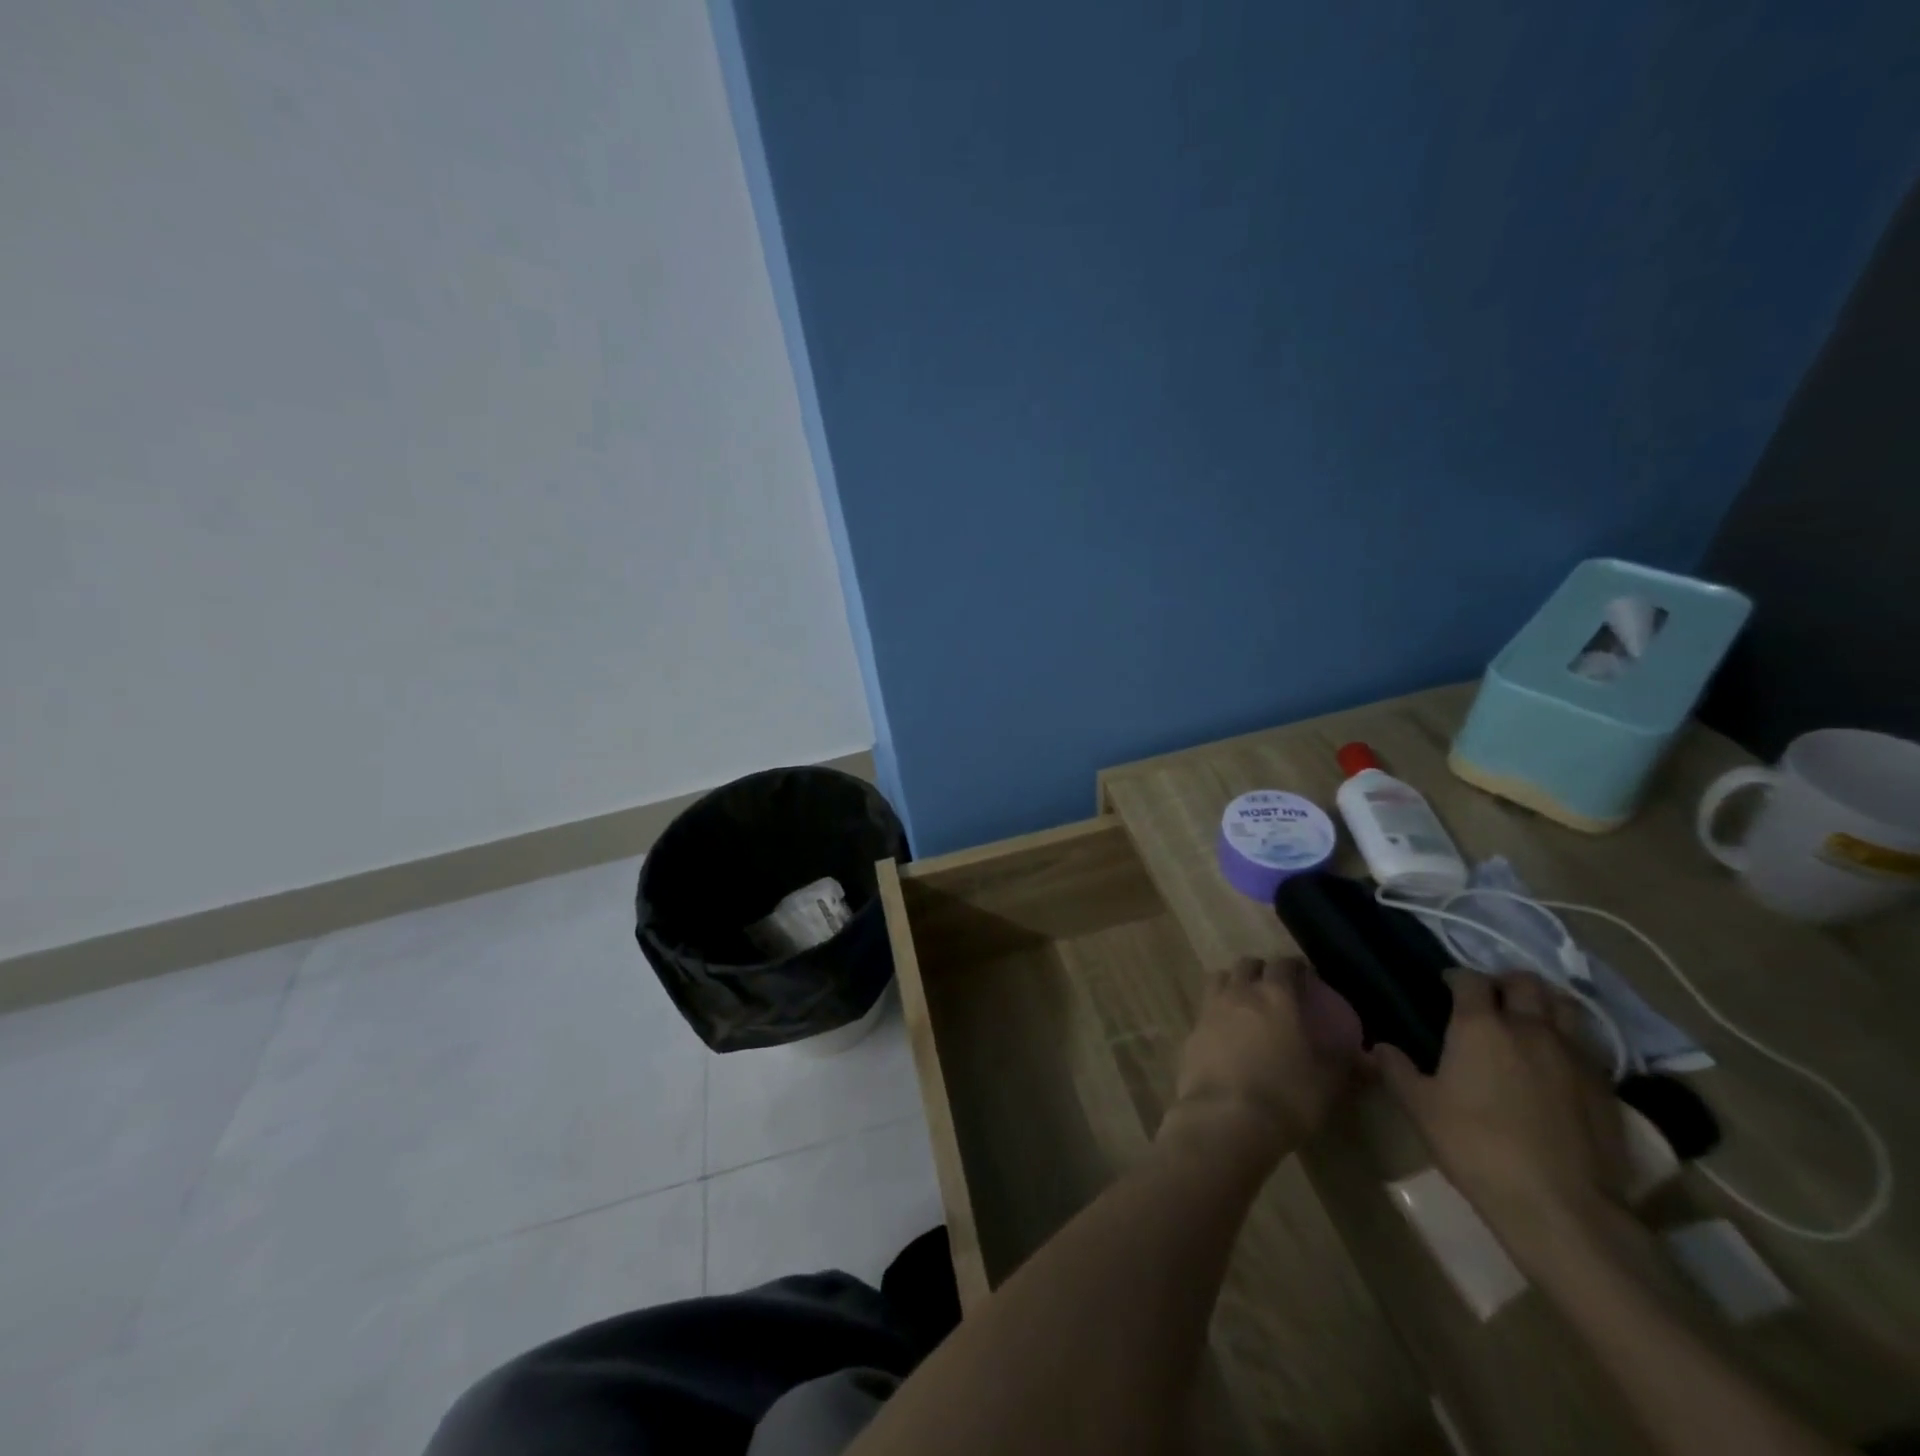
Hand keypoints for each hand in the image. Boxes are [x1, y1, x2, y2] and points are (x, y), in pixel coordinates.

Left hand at [1158, 957, 1363, 1168]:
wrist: (1226, 1117)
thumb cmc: (1286, 1097)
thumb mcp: (1327, 1083)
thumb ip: (1345, 1064)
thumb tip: (1369, 1059)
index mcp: (1275, 996)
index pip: (1284, 965)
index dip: (1295, 967)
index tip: (1305, 977)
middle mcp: (1240, 992)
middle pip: (1247, 964)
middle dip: (1261, 970)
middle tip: (1274, 988)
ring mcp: (1211, 1008)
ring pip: (1220, 978)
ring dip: (1233, 982)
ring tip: (1245, 1002)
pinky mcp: (1191, 1029)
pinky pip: (1205, 1008)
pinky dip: (1216, 1010)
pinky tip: (1225, 1031)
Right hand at [1375, 969, 1628, 1266]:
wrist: (1561, 1207)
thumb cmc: (1476, 1147)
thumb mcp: (1420, 1109)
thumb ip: (1397, 1071)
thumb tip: (1379, 1047)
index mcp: (1480, 1026)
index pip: (1471, 980)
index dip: (1457, 977)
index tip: (1447, 986)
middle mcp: (1530, 1029)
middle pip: (1525, 983)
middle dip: (1506, 982)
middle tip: (1491, 998)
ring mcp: (1574, 1056)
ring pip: (1565, 1007)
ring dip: (1545, 1003)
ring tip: (1530, 1018)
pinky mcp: (1606, 1087)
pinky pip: (1587, 1046)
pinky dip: (1569, 1040)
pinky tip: (1557, 1062)